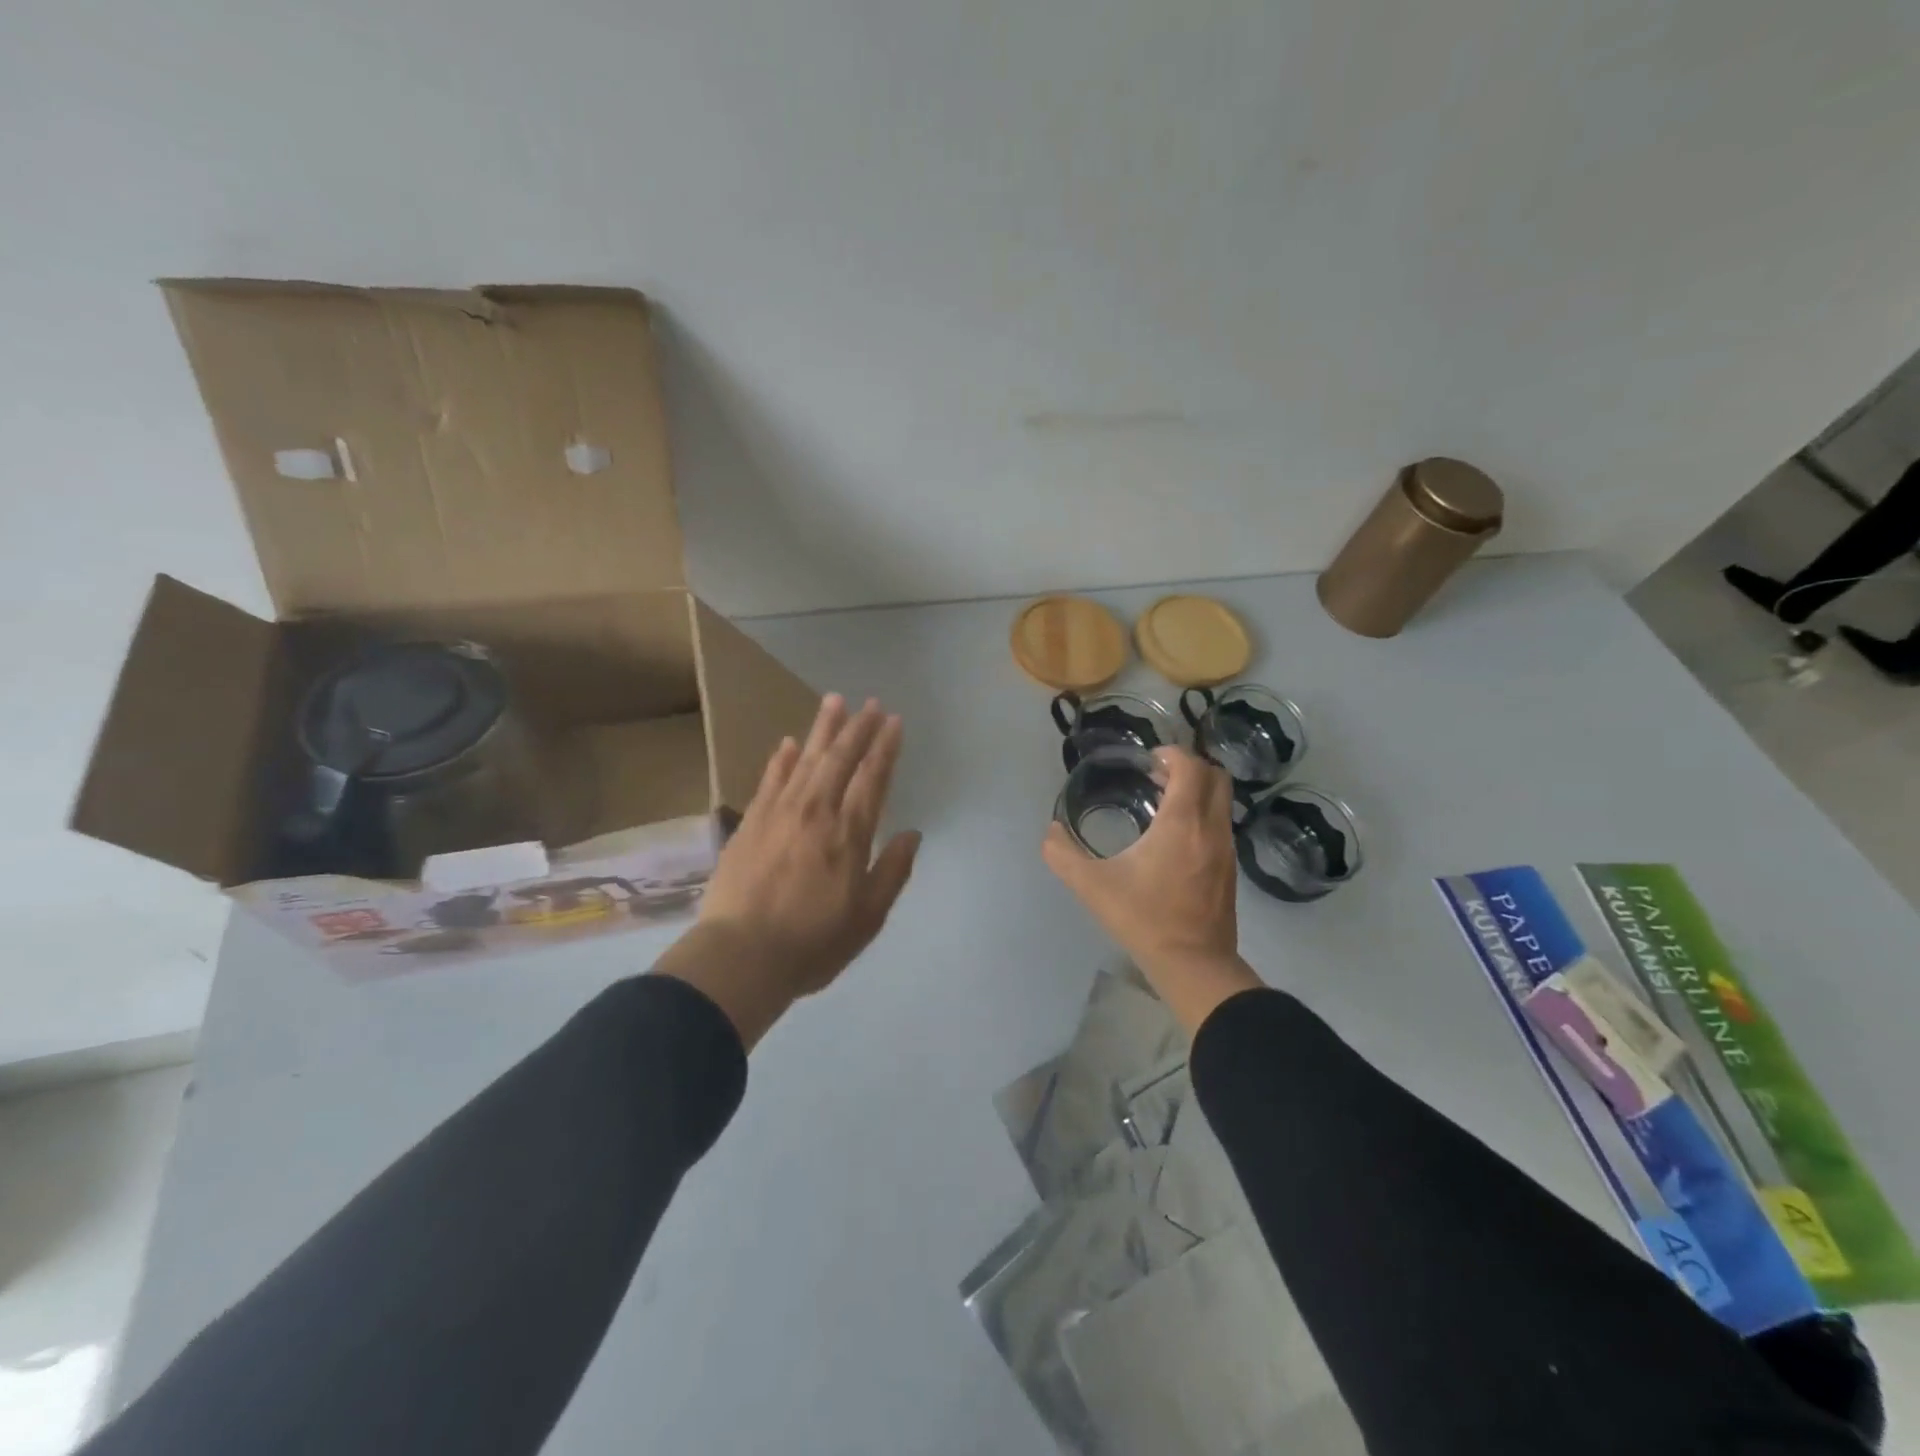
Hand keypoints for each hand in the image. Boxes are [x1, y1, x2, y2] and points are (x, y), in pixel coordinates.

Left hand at [657, 695, 920, 1047]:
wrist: (740, 956)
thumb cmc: (813, 943)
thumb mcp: (868, 917)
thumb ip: (893, 871)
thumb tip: (912, 833)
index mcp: (849, 834)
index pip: (873, 779)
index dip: (885, 748)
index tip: (894, 722)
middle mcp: (817, 812)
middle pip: (840, 759)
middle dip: (858, 728)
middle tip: (872, 703)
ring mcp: (780, 813)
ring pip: (806, 760)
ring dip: (822, 730)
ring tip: (834, 702)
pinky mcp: (751, 823)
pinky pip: (770, 780)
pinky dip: (782, 759)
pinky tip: (789, 743)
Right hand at [1043, 745, 1260, 1031]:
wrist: (1194, 965)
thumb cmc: (1144, 919)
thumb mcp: (1092, 886)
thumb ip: (1063, 855)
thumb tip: (1051, 831)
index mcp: (1182, 822)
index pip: (1189, 766)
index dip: (1171, 754)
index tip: (1148, 761)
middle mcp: (1211, 827)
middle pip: (1215, 776)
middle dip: (1188, 767)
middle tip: (1157, 775)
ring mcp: (1226, 849)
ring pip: (1222, 801)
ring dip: (1197, 791)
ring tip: (1163, 803)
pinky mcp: (1230, 869)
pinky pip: (1221, 824)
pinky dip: (1203, 814)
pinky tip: (1174, 837)